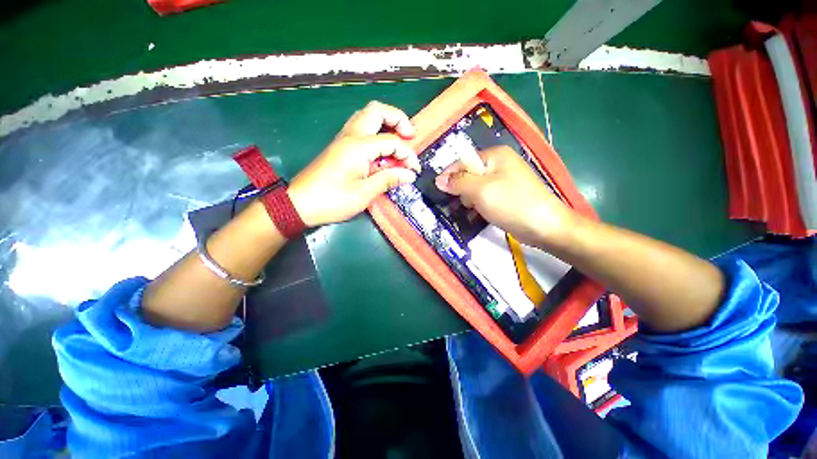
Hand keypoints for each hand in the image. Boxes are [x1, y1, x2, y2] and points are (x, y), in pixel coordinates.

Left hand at [288, 101, 420, 226]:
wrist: (300, 204)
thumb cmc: (332, 200)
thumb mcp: (364, 193)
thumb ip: (388, 180)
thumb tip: (409, 174)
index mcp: (358, 147)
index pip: (392, 141)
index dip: (408, 154)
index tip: (415, 170)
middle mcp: (351, 136)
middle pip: (377, 111)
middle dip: (398, 119)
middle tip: (410, 137)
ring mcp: (343, 139)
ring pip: (367, 116)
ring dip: (386, 123)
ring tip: (399, 140)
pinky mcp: (340, 146)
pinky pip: (361, 129)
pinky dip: (376, 133)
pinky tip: (382, 150)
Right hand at [435, 146, 576, 246]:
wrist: (545, 227)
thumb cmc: (512, 204)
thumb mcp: (480, 191)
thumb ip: (458, 182)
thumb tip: (439, 179)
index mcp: (495, 155)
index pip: (463, 161)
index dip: (450, 175)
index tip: (440, 191)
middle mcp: (499, 164)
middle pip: (469, 174)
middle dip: (463, 190)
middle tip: (468, 203)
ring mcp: (504, 180)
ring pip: (475, 188)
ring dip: (470, 200)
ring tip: (475, 210)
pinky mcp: (506, 195)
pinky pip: (485, 197)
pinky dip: (479, 205)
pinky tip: (479, 214)